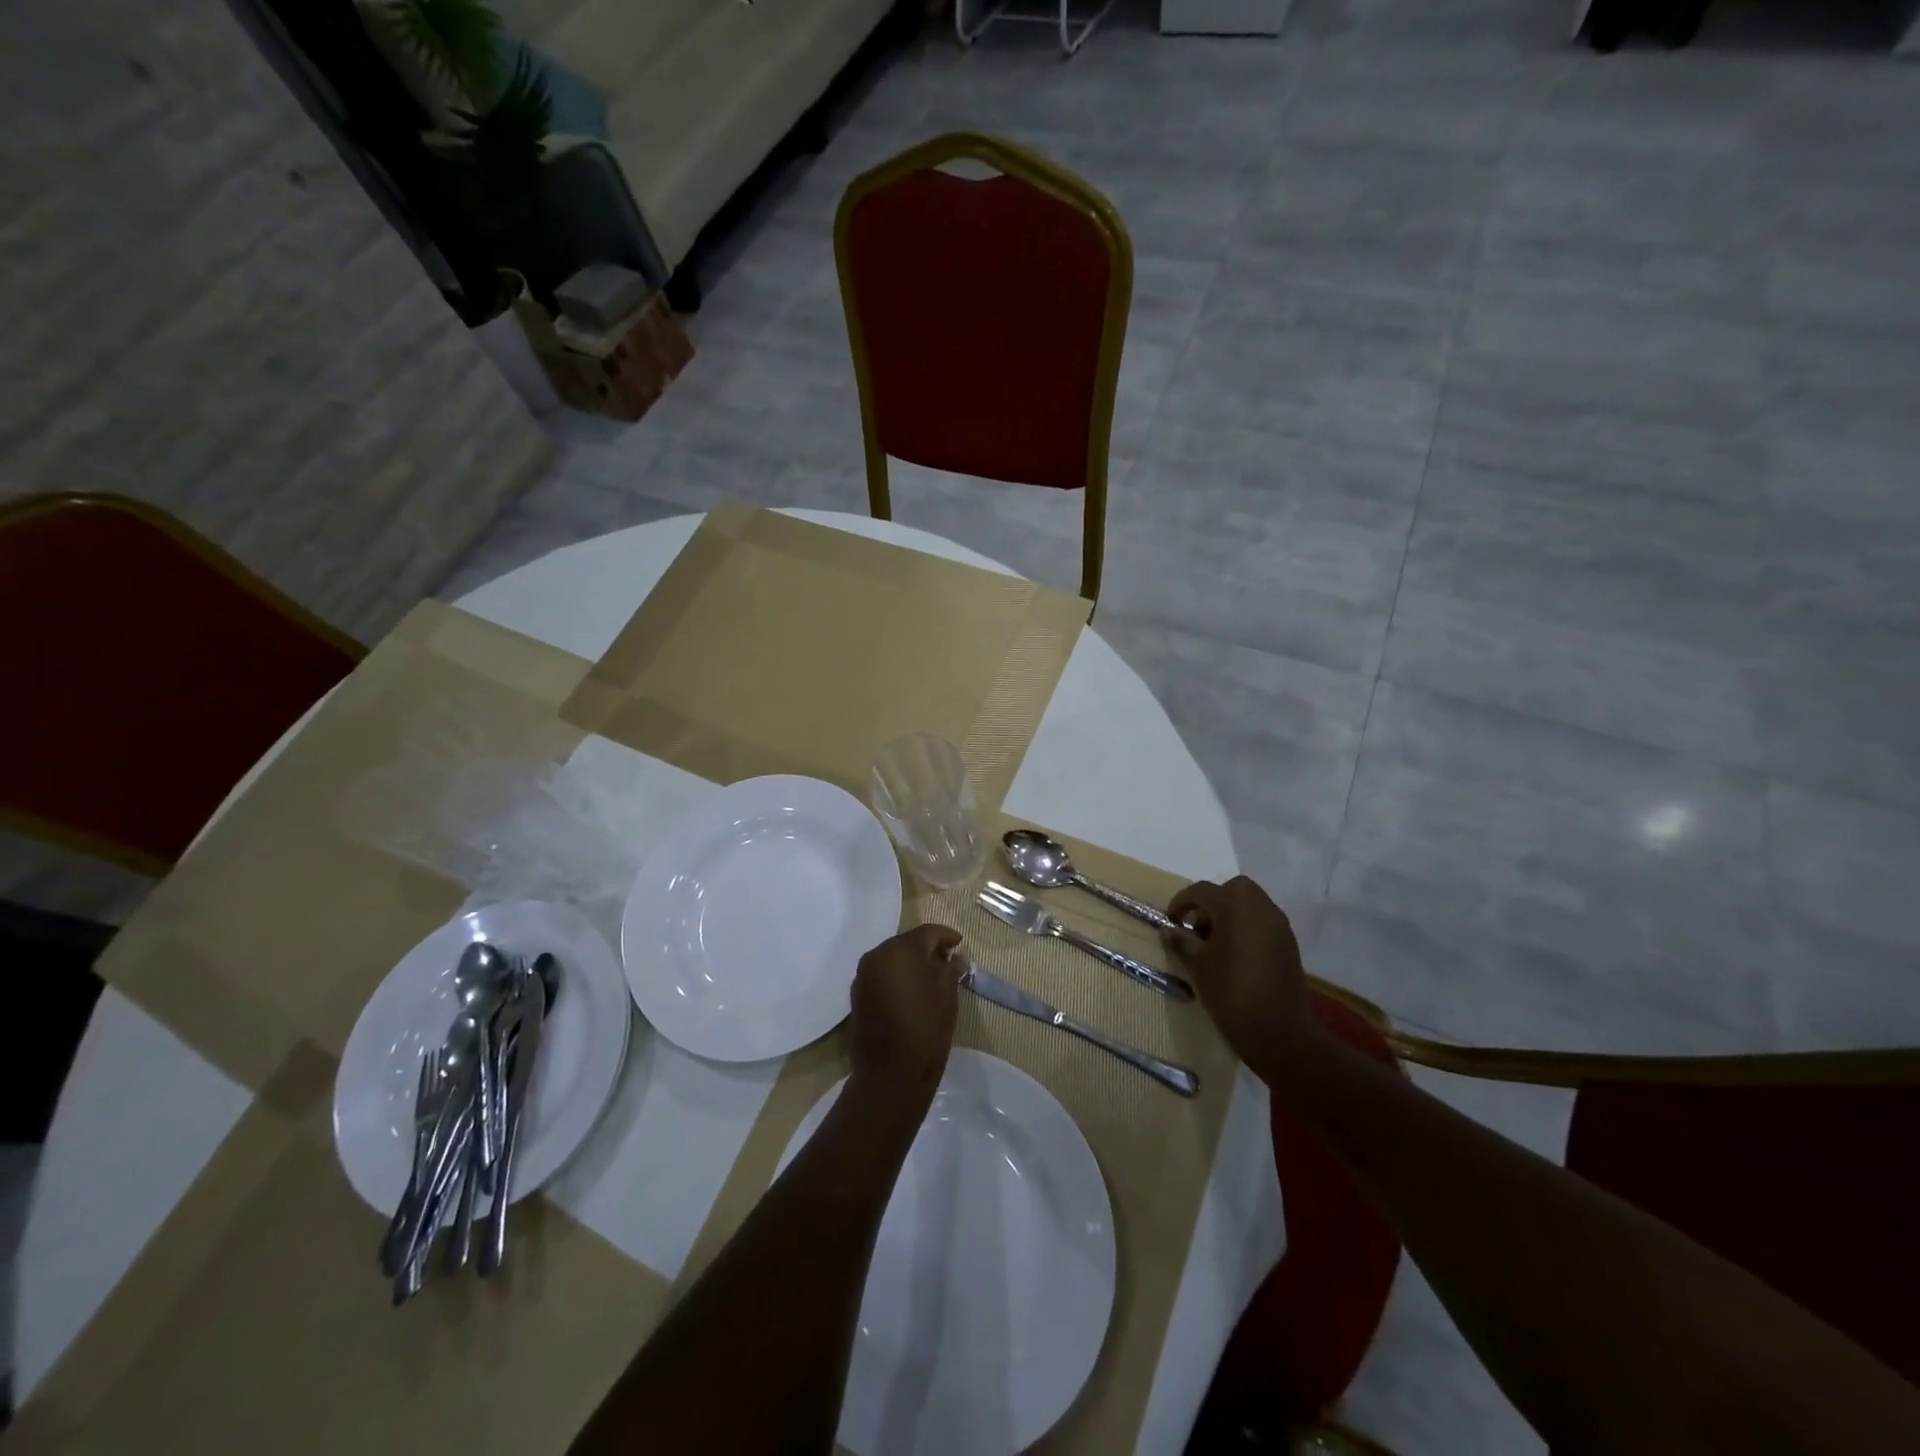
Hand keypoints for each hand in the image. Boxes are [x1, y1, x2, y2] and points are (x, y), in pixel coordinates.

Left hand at [847, 924, 965, 1112]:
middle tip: (948, 959)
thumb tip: (955, 958)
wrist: (889, 1074)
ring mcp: (863, 975)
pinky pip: (881, 974)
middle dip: (927, 948)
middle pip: (907, 943)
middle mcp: (877, 955)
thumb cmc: (926, 1030)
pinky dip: (897, 976)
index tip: (960, 943)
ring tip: (932, 976)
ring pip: (892, 958)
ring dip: (911, 962)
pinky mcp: (857, 994)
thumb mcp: (947, 996)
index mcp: (900, 950)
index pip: (927, 932)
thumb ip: (951, 969)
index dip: (946, 936)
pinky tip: (912, 990)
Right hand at [1167, 877, 1313, 1074]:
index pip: (1202, 891)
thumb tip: (1169, 929)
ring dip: (1231, 913)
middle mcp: (1260, 907)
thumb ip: (1182, 941)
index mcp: (1235, 906)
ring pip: (1251, 904)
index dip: (1181, 903)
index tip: (1170, 920)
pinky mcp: (1289, 944)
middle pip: (1233, 889)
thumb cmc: (1230, 992)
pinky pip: (1263, 922)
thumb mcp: (1198, 965)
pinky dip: (1247, 927)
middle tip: (1197, 926)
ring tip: (1214, 942)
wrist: (1279, 1032)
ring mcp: (1279, 925)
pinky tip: (1234, 954)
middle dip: (1212, 901)